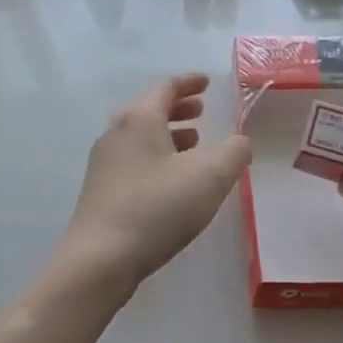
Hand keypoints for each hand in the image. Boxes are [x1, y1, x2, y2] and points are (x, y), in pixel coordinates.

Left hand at [58, 73, 251, 292]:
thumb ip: (234, 152)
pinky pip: (133, 163)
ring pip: (139, 139)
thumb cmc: (157, 209)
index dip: (189, 83)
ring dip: (167, 136)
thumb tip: (241, 141)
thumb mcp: (210, 177)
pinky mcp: (101, 193)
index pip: (165, 88)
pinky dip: (155, 159)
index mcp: (139, 120)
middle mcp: (115, 135)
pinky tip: (171, 183)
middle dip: (178, 110)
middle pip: (148, 111)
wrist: (101, 259)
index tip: (207, 83)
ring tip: (192, 146)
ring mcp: (103, 165)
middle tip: (201, 111)